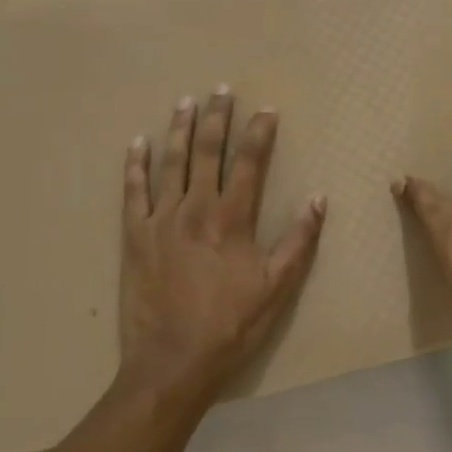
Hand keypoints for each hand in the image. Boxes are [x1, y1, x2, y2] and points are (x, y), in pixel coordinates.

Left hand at [118, 86, 326, 406]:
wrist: (172, 361)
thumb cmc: (231, 326)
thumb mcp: (277, 288)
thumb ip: (299, 241)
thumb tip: (318, 198)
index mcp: (231, 219)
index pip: (249, 163)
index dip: (259, 133)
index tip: (266, 109)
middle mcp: (195, 208)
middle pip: (208, 152)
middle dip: (218, 118)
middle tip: (221, 90)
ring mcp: (161, 219)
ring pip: (171, 163)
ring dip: (180, 129)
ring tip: (185, 102)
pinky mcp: (135, 235)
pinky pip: (132, 192)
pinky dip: (134, 165)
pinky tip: (137, 142)